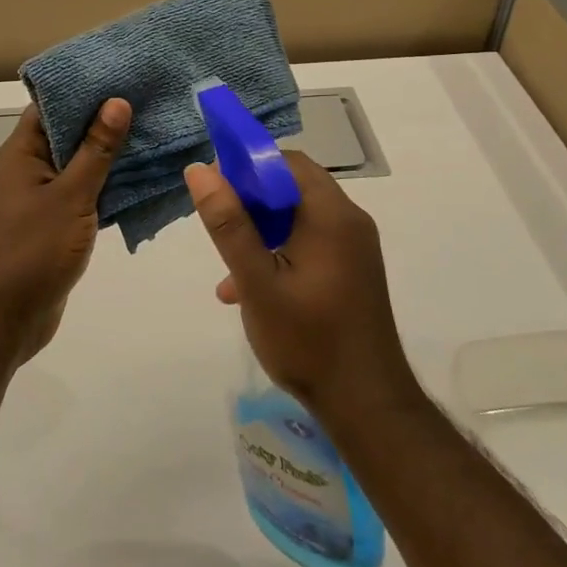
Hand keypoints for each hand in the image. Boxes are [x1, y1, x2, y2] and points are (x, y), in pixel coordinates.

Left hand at [0, 100, 130, 361]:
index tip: (122, 75)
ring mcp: (40, 197)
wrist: (7, 318)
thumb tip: (116, 102)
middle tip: (148, 100)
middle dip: (104, 120)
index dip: (84, 89)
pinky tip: (141, 177)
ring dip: (109, 153)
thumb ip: (95, 150)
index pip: (51, 106)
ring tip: (152, 131)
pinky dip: (106, 184)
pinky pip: (82, 192)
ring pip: (78, 164)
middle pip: (67, 133)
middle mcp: (28, 169)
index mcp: (21, 153)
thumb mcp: (70, 196)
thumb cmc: (33, 250)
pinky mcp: (53, 222)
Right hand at [185, 152, 420, 423]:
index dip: (247, 166)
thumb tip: (200, 170)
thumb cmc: (308, 340)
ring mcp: (354, 247)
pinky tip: (250, 291)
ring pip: (298, 217)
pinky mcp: (352, 270)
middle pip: (293, 187)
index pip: (286, 162)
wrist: (366, 404)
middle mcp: (349, 221)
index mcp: (331, 215)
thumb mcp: (257, 283)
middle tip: (219, 229)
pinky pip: (310, 242)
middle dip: (251, 202)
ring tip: (228, 268)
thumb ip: (228, 225)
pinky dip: (279, 252)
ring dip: (261, 231)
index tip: (215, 191)